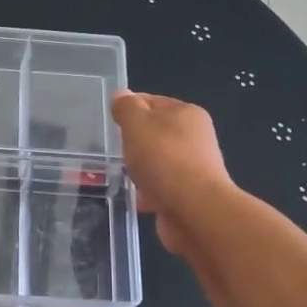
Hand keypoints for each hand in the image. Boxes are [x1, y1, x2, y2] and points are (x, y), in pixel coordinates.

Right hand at [111, 91, 232, 255]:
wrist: (195, 211)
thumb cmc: (164, 159)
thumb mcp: (137, 124)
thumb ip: (127, 108)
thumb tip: (121, 96)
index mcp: (187, 114)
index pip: (152, 101)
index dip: (130, 108)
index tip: (111, 121)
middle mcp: (194, 138)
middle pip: (155, 134)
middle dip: (134, 142)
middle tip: (116, 150)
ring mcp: (193, 168)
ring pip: (157, 162)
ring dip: (140, 169)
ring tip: (123, 176)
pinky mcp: (188, 195)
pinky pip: (161, 188)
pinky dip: (148, 193)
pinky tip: (136, 198)